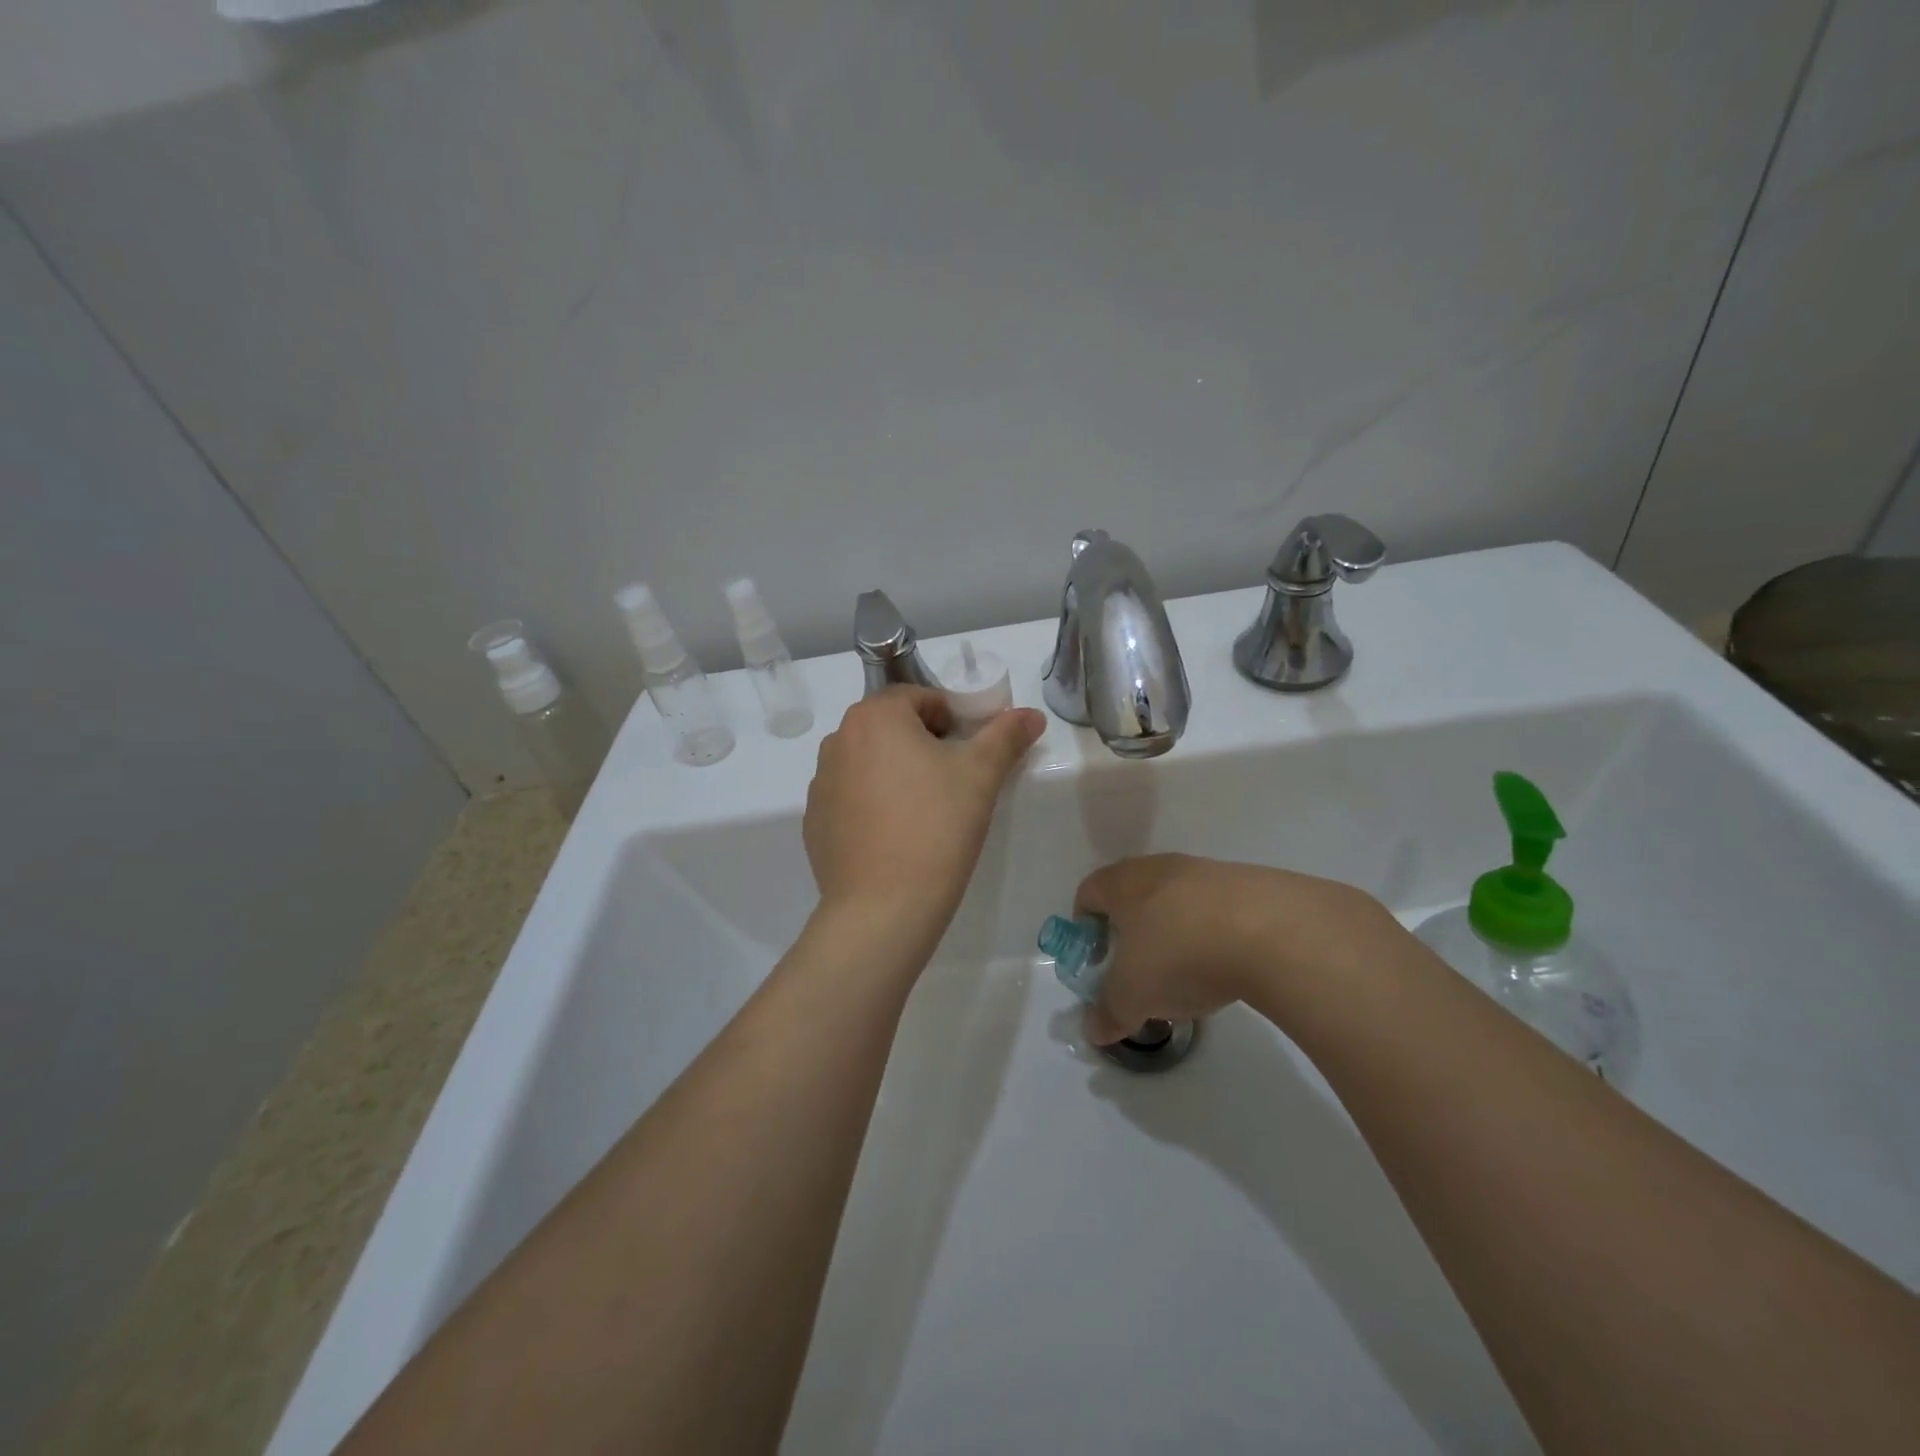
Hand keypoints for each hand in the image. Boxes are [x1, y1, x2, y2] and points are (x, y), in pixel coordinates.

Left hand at [804, 687, 1046, 952]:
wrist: (883, 908)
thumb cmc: (936, 827)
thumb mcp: (981, 776)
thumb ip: (1006, 736)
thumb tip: (1032, 715)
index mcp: (874, 717)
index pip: (920, 698)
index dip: (952, 720)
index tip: (970, 754)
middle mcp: (838, 740)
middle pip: (891, 728)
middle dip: (925, 745)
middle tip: (954, 783)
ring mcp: (821, 783)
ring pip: (870, 763)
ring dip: (897, 774)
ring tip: (926, 813)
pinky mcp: (815, 822)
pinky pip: (851, 798)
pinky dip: (874, 806)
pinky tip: (897, 837)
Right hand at [1073, 854, 1390, 1043]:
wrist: (1271, 931)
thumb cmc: (1180, 954)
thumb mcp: (1133, 995)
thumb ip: (1109, 1011)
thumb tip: (1094, 1029)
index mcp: (1123, 883)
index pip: (1089, 891)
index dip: (1085, 923)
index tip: (1097, 956)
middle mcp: (1160, 867)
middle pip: (1134, 893)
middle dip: (1132, 929)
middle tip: (1139, 967)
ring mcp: (1207, 871)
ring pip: (1178, 900)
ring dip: (1176, 930)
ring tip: (1187, 972)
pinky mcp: (1249, 885)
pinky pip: (1218, 910)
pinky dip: (1214, 934)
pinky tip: (1227, 967)